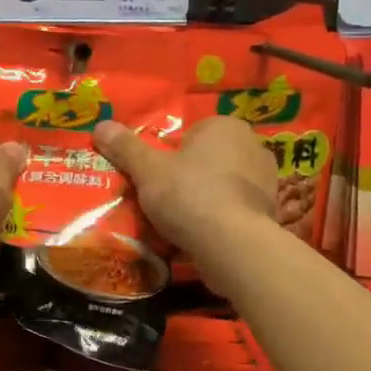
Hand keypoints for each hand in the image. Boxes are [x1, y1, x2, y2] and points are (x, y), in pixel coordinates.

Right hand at [94, 115, 277, 282]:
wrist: (232, 244)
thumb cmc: (189, 194)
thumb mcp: (147, 170)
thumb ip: (125, 147)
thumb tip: (101, 125)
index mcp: (225, 126)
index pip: (191, 132)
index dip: (171, 154)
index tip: (157, 175)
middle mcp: (252, 145)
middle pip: (209, 157)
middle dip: (190, 174)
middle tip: (165, 198)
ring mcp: (267, 179)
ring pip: (224, 183)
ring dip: (206, 196)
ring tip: (182, 220)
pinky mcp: (270, 211)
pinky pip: (236, 207)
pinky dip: (222, 217)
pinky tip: (204, 234)